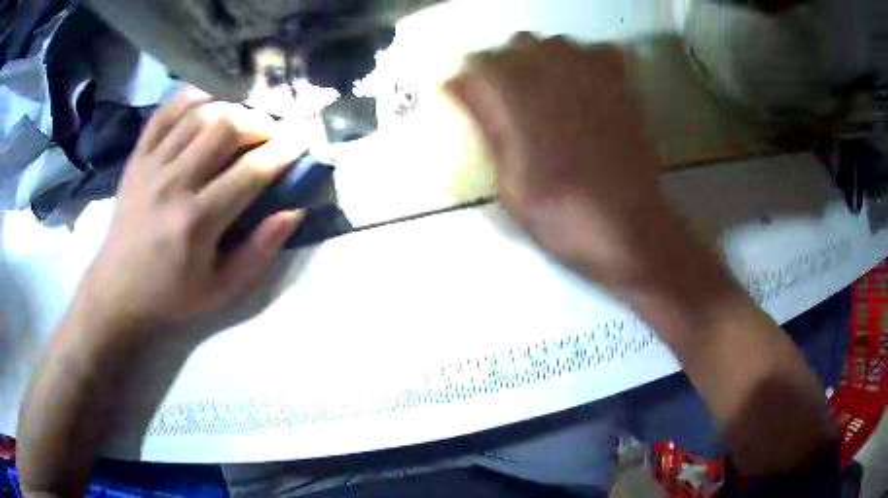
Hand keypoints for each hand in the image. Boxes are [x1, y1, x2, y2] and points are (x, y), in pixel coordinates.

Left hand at [78, 88, 304, 331]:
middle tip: (270, 133)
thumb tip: (293, 211)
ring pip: (199, 113)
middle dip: (259, 122)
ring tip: (241, 122)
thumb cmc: (171, 295)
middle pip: (226, 127)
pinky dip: (190, 99)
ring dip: (230, 109)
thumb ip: (260, 252)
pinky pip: (165, 112)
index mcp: (198, 222)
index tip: (301, 142)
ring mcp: (152, 166)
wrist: (117, 290)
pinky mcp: (137, 158)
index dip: (283, 151)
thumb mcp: (222, 290)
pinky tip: (206, 104)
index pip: (251, 171)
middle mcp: (174, 184)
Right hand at [445, 35, 676, 288]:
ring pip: (556, 42)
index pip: (483, 66)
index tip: (469, 97)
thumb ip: (490, 131)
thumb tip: (459, 89)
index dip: (472, 79)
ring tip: (541, 87)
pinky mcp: (622, 90)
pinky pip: (600, 53)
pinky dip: (586, 59)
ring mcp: (594, 81)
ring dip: (541, 57)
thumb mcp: (510, 187)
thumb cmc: (562, 216)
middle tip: (506, 95)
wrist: (628, 228)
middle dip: (504, 63)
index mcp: (522, 104)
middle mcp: (557, 80)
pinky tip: (582, 82)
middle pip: (518, 43)